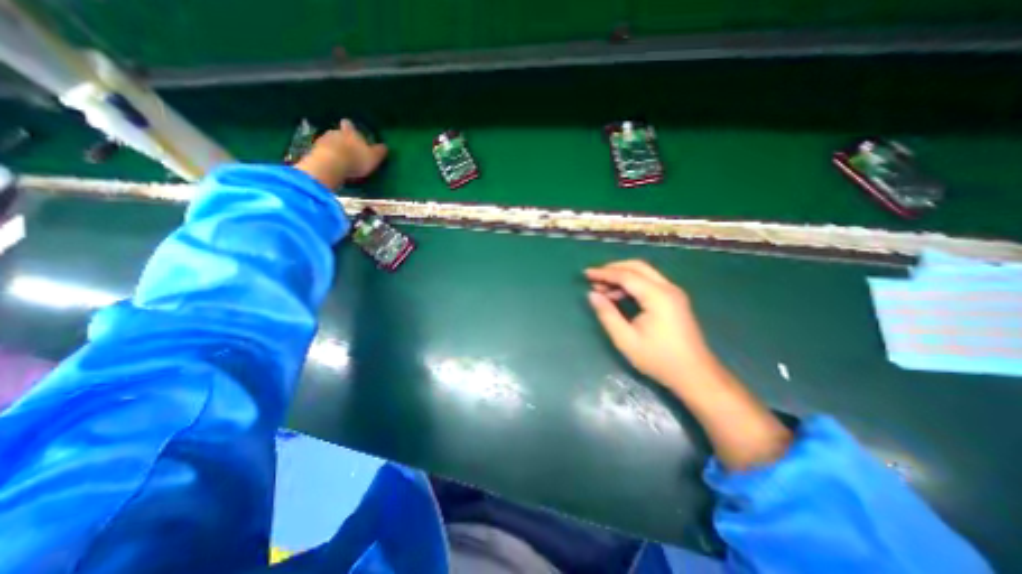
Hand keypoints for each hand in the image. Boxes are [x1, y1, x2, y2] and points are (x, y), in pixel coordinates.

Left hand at [300, 120, 392, 187]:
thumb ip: (380, 151)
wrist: (331, 164)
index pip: (349, 125)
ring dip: (333, 148)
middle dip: (341, 139)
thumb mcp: (374, 157)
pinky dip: (326, 157)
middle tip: (347, 150)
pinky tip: (331, 165)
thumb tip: (385, 146)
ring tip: (339, 160)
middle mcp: (335, 132)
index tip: (352, 132)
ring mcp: (322, 140)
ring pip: (329, 142)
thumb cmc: (356, 158)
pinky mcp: (314, 151)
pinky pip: (322, 152)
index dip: (350, 128)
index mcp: (350, 132)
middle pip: (337, 133)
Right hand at [582, 260, 716, 388]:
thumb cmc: (658, 359)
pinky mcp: (674, 300)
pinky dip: (632, 285)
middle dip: (613, 269)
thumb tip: (592, 295)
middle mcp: (667, 288)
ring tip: (602, 289)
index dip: (604, 273)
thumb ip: (607, 314)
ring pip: (644, 273)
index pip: (626, 275)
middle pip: (637, 267)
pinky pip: (649, 283)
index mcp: (657, 296)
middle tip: (594, 278)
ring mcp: (673, 293)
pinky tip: (619, 296)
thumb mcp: (626, 339)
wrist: (695, 375)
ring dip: (622, 277)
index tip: (585, 274)